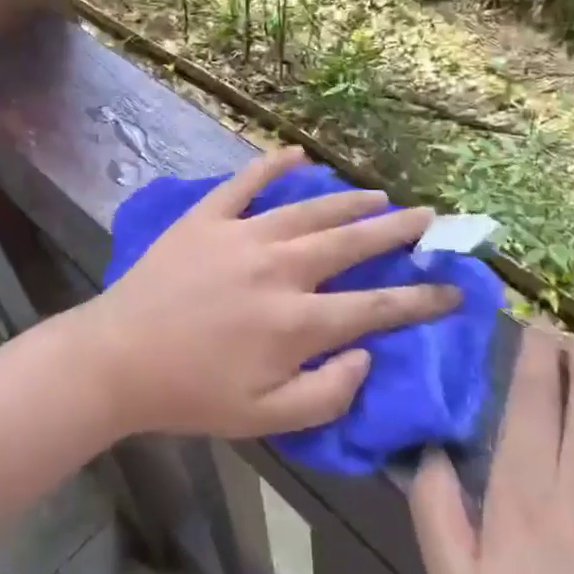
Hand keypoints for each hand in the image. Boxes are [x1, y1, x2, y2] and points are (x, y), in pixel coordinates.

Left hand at [82, 147, 457, 438]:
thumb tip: (367, 356)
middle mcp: (280, 269)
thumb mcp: (267, 419)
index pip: (377, 306)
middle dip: (396, 231)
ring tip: (379, 195)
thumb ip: (328, 393)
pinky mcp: (207, 218)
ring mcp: (242, 235)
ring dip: (349, 201)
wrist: (119, 358)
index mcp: (298, 322)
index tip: (454, 290)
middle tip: (428, 218)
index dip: (422, 299)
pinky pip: (246, 182)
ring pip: (310, 210)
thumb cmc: (192, 394)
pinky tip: (298, 154)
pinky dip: (273, 165)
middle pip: (352, 243)